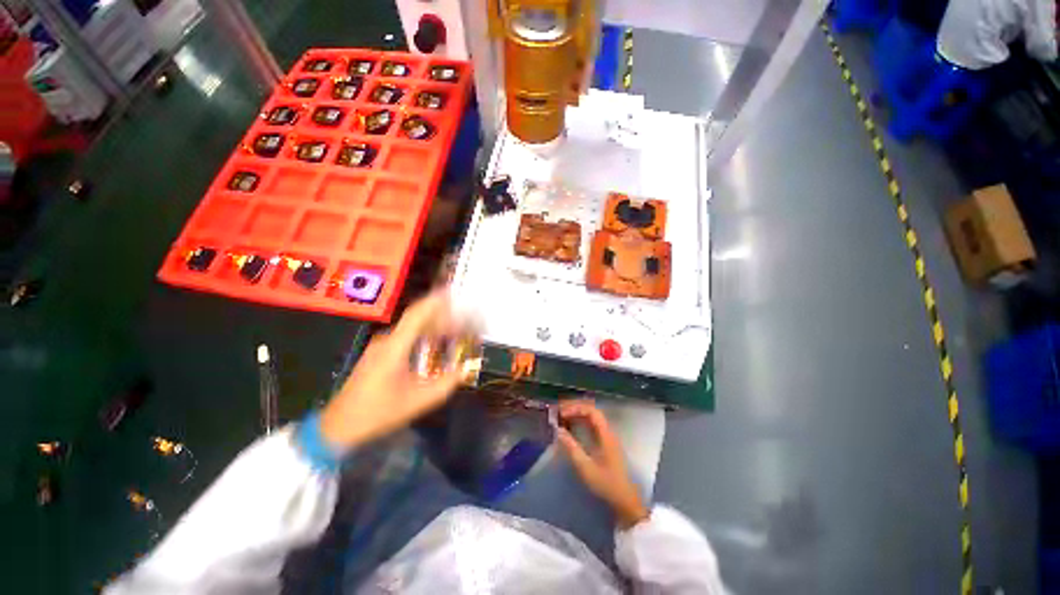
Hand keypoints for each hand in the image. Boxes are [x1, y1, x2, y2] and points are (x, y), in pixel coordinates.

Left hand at [320, 290, 463, 448]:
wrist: (340, 426)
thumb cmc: (378, 412)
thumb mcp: (418, 401)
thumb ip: (447, 383)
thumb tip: (467, 368)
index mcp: (394, 348)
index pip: (416, 315)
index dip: (435, 302)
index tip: (452, 293)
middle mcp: (386, 341)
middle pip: (417, 319)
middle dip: (441, 315)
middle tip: (462, 318)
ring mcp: (380, 346)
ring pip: (411, 328)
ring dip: (433, 325)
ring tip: (454, 329)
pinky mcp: (379, 353)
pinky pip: (406, 336)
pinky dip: (424, 335)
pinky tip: (435, 342)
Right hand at [556, 399, 648, 528]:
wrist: (624, 501)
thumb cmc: (606, 484)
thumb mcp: (586, 468)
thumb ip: (571, 447)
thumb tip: (557, 430)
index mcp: (606, 434)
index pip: (591, 411)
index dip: (575, 408)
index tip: (561, 413)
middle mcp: (607, 431)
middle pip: (591, 410)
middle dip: (574, 408)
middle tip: (558, 411)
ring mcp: (607, 437)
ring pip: (591, 417)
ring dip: (576, 414)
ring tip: (561, 416)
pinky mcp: (605, 443)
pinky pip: (591, 425)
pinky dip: (580, 422)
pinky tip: (570, 427)